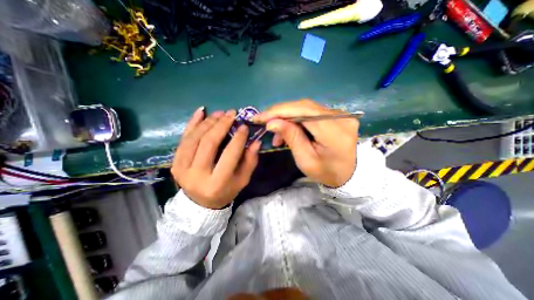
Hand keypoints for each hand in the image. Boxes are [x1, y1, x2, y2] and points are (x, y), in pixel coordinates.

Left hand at [172, 107, 261, 207]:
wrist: (201, 204)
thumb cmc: (226, 191)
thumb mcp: (242, 179)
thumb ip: (250, 161)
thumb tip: (256, 141)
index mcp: (217, 183)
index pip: (229, 155)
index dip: (238, 138)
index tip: (244, 125)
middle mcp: (197, 175)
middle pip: (209, 143)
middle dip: (221, 125)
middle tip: (231, 113)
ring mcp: (181, 169)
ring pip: (194, 138)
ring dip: (208, 122)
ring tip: (220, 113)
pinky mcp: (174, 163)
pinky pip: (182, 139)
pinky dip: (191, 123)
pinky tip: (201, 111)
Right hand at [255, 100, 357, 186]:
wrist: (349, 175)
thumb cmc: (327, 172)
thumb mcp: (306, 160)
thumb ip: (291, 137)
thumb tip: (272, 122)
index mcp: (334, 131)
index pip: (303, 111)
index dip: (279, 111)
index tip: (260, 117)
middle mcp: (340, 117)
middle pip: (304, 106)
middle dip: (281, 113)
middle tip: (265, 123)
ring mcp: (340, 114)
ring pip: (306, 108)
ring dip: (288, 118)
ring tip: (277, 134)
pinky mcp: (336, 116)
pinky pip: (311, 113)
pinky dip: (297, 119)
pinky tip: (289, 130)